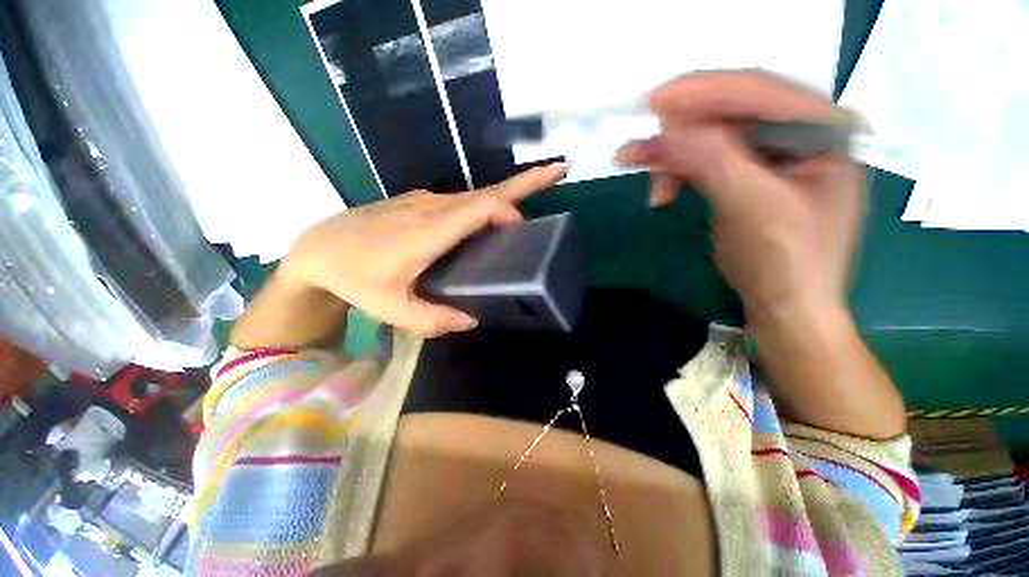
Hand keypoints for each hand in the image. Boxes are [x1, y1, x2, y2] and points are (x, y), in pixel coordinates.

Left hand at [279, 164, 567, 337]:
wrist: (317, 249)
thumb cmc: (353, 278)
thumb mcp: (391, 309)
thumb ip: (433, 320)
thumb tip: (473, 319)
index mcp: (430, 229)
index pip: (481, 205)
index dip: (509, 210)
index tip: (524, 230)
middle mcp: (432, 207)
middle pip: (487, 191)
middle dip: (527, 181)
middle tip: (559, 172)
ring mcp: (425, 201)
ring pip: (474, 196)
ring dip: (505, 200)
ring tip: (525, 214)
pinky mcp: (418, 203)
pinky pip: (460, 202)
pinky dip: (482, 209)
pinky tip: (485, 228)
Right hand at [617, 71, 864, 321]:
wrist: (787, 307)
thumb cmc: (784, 263)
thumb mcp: (751, 208)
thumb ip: (711, 161)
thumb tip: (664, 131)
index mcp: (826, 129)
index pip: (756, 92)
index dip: (700, 93)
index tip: (651, 104)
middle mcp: (805, 131)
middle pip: (731, 111)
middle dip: (682, 133)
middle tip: (642, 153)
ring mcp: (777, 153)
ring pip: (713, 136)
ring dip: (677, 157)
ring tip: (656, 189)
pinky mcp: (753, 174)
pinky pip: (708, 158)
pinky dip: (681, 171)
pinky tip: (666, 191)